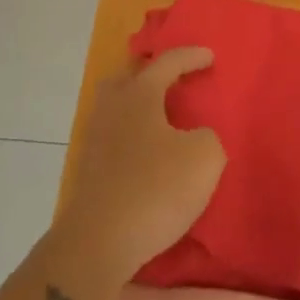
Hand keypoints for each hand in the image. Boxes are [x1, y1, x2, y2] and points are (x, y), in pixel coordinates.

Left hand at [54, 47, 225, 282]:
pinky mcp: (89, 169)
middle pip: (128, 77)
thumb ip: (208, 137)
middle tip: (174, 80)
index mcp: (138, 94)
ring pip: (117, 107)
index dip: (191, 56)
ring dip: (139, 106)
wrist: (98, 243)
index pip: (167, 62)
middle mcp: (111, 107)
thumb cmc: (155, 189)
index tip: (210, 57)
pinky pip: (114, 136)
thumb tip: (194, 138)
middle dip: (151, 74)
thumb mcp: (204, 158)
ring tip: (164, 119)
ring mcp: (95, 138)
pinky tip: (149, 152)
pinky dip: (132, 135)